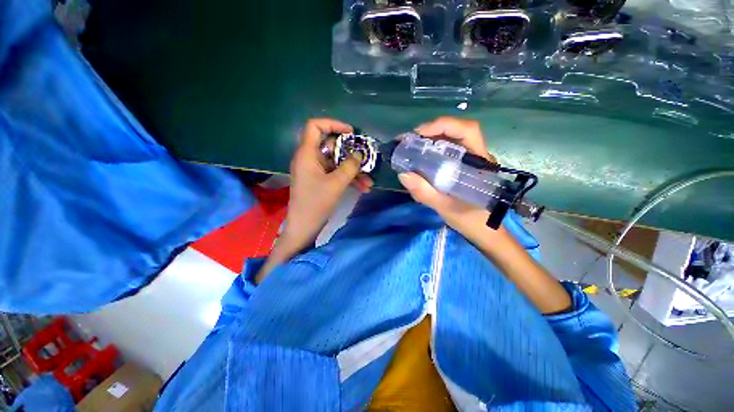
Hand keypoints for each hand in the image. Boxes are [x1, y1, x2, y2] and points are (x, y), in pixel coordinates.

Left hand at [281, 118, 373, 250]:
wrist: (304, 227)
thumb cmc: (316, 203)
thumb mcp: (336, 183)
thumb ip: (350, 166)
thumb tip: (360, 153)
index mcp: (307, 154)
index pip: (315, 126)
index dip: (333, 124)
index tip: (351, 133)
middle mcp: (310, 159)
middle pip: (331, 146)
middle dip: (350, 154)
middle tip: (366, 159)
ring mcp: (315, 170)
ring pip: (337, 162)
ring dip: (353, 170)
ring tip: (368, 181)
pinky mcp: (320, 180)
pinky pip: (336, 173)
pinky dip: (348, 178)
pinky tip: (363, 188)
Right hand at [397, 117, 496, 233]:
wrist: (483, 231)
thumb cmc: (471, 220)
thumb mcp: (446, 208)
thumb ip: (425, 192)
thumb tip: (403, 175)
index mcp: (479, 162)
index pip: (467, 130)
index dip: (443, 125)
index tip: (420, 133)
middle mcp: (477, 156)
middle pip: (456, 131)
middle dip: (432, 131)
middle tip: (410, 141)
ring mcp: (470, 161)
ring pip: (451, 141)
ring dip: (430, 140)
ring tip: (412, 147)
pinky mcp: (463, 168)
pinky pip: (447, 152)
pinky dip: (432, 151)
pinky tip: (420, 159)